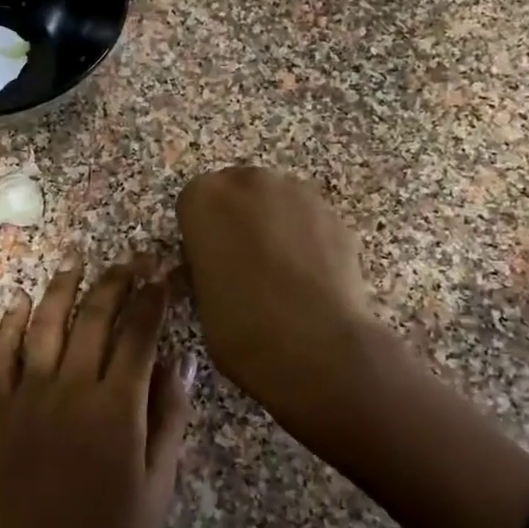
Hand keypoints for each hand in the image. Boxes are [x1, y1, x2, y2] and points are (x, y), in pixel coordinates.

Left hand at [0, 258, 193, 527]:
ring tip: (77, 264)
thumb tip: (181, 361)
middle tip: (131, 259)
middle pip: (94, 317)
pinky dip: (9, 326)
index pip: (139, 334)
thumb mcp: (157, 488)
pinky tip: (19, 306)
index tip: (164, 274)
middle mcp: (70, 389)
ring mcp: (27, 397)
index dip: (154, 298)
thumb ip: (169, 419)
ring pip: (44, 325)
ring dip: (62, 289)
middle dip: (116, 281)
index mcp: (117, 408)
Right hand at [176, 166, 377, 430]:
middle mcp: (250, 182)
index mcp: (204, 197)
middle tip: (242, 265)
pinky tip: (309, 278)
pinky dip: (307, 240)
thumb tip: (216, 266)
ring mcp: (298, 193)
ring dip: (274, 226)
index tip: (207, 262)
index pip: (193, 203)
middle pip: (238, 193)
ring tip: (281, 274)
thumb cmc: (240, 326)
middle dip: (238, 220)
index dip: (200, 234)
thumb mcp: (200, 298)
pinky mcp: (335, 214)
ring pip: (277, 203)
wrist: (315, 345)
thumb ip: (205, 266)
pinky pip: (309, 221)